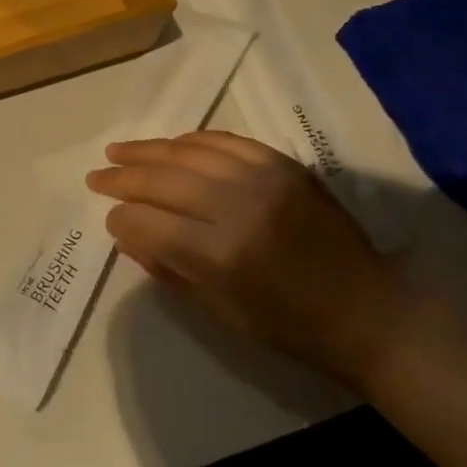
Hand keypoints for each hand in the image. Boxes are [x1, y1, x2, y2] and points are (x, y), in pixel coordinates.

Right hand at [86, 132, 411, 389]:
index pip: (148, 224)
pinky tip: (171, 145)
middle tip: (97, 177)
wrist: (369, 311)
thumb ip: (169, 268)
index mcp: (222, 255)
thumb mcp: (221, 312)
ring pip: (188, 152)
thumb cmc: (291, 327)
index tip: (110, 220)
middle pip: (162, 181)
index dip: (121, 220)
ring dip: (148, 150)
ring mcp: (264, 179)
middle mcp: (238, 207)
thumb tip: (127, 234)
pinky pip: (226, 140)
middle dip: (122, 178)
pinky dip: (192, 140)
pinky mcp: (284, 164)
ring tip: (118, 151)